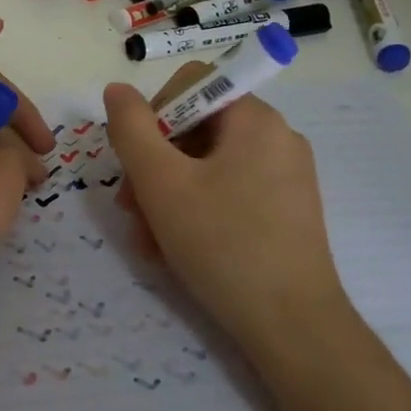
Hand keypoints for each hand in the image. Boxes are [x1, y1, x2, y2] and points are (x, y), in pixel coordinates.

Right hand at [102, 63, 356, 360]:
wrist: (293, 327)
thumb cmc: (222, 244)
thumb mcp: (161, 183)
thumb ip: (131, 128)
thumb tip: (116, 90)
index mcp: (254, 118)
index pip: (190, 84)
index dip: (152, 115)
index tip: (136, 163)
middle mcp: (276, 136)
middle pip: (196, 127)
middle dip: (154, 164)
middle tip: (131, 209)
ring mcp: (286, 175)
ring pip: (208, 165)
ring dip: (168, 194)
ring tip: (149, 240)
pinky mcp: (287, 209)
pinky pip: (230, 191)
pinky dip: (197, 210)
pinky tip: (175, 249)